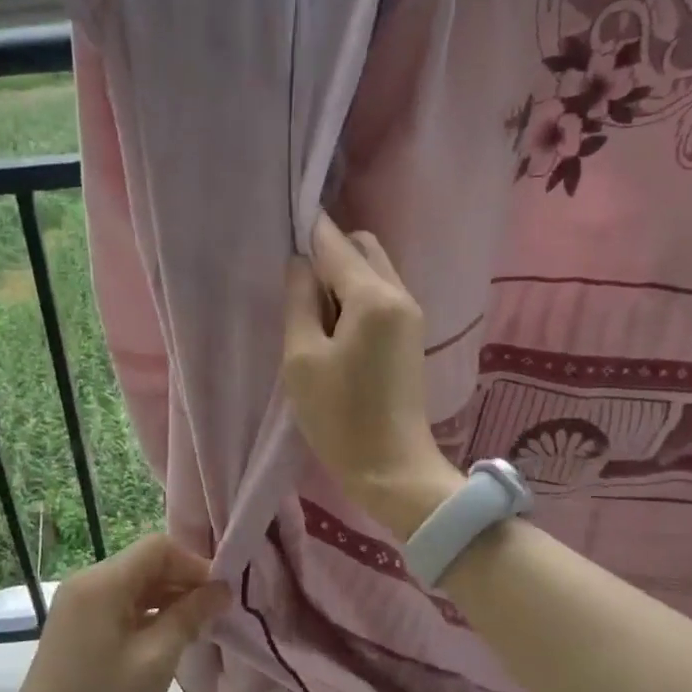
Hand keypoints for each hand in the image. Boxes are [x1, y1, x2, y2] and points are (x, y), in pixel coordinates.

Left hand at [0, 535, 228, 691]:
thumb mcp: (155, 661)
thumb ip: (190, 616)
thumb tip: (221, 589)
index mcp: (102, 582)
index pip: (158, 547)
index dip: (194, 564)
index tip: (222, 595)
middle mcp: (86, 582)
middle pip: (145, 564)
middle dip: (183, 582)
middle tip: (215, 615)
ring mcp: (76, 604)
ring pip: (133, 585)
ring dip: (166, 600)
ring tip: (197, 630)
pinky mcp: (74, 626)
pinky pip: (118, 605)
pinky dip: (146, 615)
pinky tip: (166, 641)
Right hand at [284, 214, 461, 538]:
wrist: (392, 468)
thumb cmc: (339, 417)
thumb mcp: (302, 358)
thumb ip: (300, 302)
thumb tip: (300, 264)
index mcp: (373, 297)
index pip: (336, 243)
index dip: (308, 230)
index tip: (281, 224)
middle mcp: (399, 294)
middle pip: (363, 247)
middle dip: (329, 251)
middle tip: (295, 285)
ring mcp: (410, 314)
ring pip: (373, 270)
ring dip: (342, 276)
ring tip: (310, 311)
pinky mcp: (410, 334)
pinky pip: (379, 295)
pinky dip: (354, 296)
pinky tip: (332, 326)